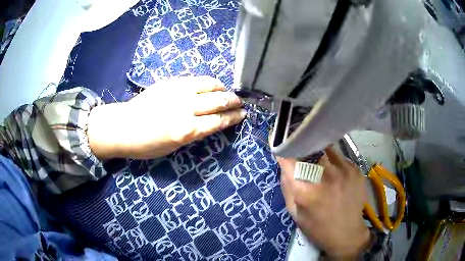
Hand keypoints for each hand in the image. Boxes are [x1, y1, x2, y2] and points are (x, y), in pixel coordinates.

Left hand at [88, 76, 245, 158]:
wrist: (123, 126)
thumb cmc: (147, 144)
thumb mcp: (174, 147)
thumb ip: (194, 133)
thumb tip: (210, 123)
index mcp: (186, 131)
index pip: (218, 121)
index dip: (233, 118)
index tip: (243, 114)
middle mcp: (186, 109)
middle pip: (218, 102)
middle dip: (233, 102)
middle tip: (240, 103)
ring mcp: (178, 92)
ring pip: (210, 86)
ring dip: (223, 89)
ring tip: (227, 92)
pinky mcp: (171, 82)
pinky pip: (196, 79)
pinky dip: (209, 82)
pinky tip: (212, 85)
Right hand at [277, 147, 370, 257]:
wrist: (347, 233)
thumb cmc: (317, 227)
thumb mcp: (295, 213)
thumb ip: (287, 187)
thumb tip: (284, 164)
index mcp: (307, 190)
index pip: (290, 159)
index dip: (285, 154)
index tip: (284, 153)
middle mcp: (326, 175)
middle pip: (309, 151)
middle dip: (303, 154)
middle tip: (304, 162)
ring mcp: (344, 170)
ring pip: (326, 150)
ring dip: (320, 157)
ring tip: (321, 168)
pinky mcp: (356, 169)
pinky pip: (340, 158)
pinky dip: (334, 163)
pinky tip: (336, 176)